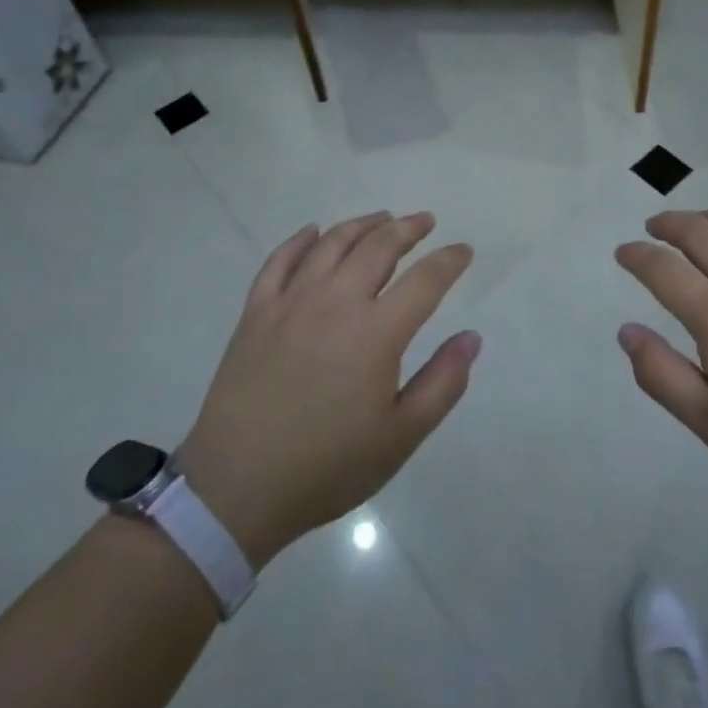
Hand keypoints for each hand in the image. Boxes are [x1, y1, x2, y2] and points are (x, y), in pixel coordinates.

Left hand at [175, 212, 479, 566]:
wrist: (236, 488)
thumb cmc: (327, 466)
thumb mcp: (400, 437)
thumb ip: (442, 383)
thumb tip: (472, 338)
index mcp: (376, 332)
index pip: (425, 280)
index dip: (449, 260)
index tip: (464, 250)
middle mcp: (336, 301)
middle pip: (378, 247)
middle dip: (407, 228)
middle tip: (424, 221)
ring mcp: (291, 302)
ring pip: (332, 244)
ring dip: (362, 225)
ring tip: (381, 218)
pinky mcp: (256, 312)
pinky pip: (280, 261)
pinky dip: (300, 240)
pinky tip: (313, 232)